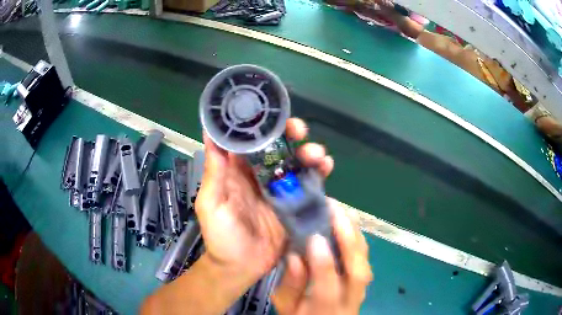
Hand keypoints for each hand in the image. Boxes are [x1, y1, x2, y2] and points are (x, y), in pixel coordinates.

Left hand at [195, 118, 334, 284]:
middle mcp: (260, 175)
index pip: (252, 140)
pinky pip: (309, 184)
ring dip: (309, 152)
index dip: (262, 125)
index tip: (273, 115)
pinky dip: (319, 173)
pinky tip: (327, 167)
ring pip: (297, 162)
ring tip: (317, 154)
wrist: (241, 267)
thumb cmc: (221, 236)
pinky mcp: (296, 204)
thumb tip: (210, 132)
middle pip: (278, 147)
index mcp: (238, 171)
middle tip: (300, 130)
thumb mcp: (211, 203)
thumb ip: (214, 171)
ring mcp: (281, 189)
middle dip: (291, 134)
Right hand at [272, 202, 372, 314]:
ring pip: (365, 263)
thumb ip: (290, 285)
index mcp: (324, 309)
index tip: (314, 236)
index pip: (327, 286)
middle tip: (333, 210)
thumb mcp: (286, 307)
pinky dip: (358, 240)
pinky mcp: (365, 283)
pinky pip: (366, 260)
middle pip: (357, 272)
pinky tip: (350, 224)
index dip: (323, 262)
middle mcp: (348, 300)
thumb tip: (294, 257)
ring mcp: (361, 291)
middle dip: (348, 239)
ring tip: (342, 210)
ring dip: (355, 235)